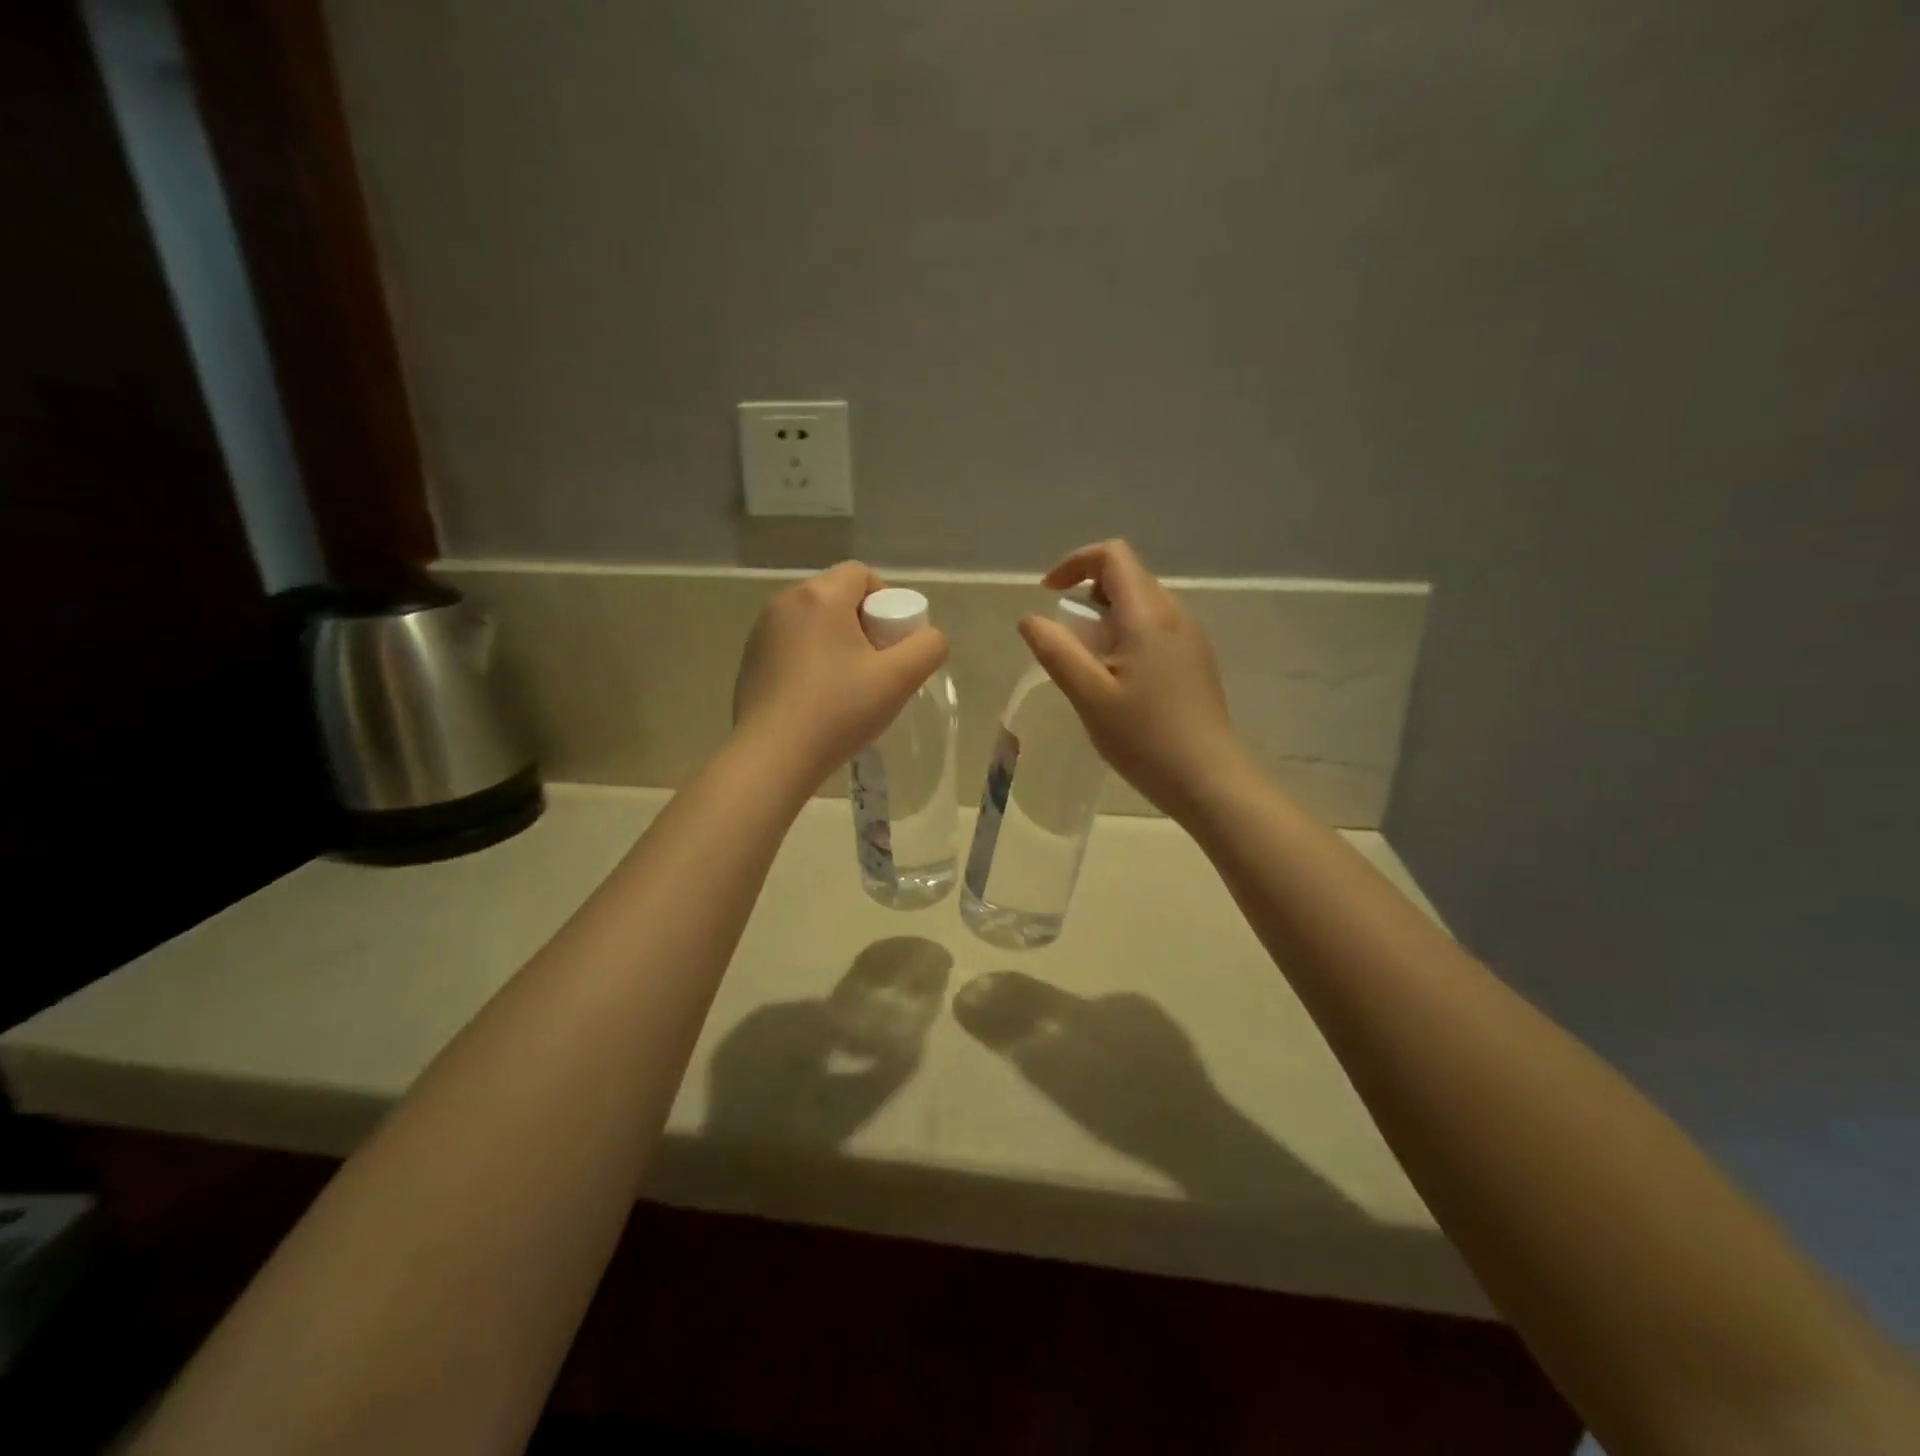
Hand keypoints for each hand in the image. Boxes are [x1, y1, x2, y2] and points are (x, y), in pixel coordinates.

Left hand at [734, 562, 948, 780]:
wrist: (772, 757)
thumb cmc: (838, 711)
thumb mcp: (899, 679)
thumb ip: (928, 648)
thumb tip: (928, 638)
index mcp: (820, 596)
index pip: (862, 574)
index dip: (887, 602)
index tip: (893, 643)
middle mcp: (785, 602)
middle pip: (837, 596)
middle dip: (863, 624)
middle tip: (876, 668)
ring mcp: (761, 632)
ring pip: (814, 623)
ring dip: (836, 643)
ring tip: (847, 687)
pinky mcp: (750, 660)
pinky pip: (791, 645)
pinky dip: (810, 661)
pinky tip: (817, 699)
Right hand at [1019, 540, 1248, 820]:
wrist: (1208, 779)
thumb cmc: (1144, 738)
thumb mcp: (1089, 696)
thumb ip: (1056, 651)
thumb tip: (1030, 618)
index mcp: (1148, 616)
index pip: (1113, 556)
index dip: (1075, 563)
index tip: (1048, 594)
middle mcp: (1175, 615)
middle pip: (1129, 577)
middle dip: (1089, 593)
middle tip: (1067, 638)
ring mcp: (1191, 638)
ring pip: (1143, 604)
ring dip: (1108, 617)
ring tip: (1090, 664)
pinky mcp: (1197, 661)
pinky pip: (1158, 629)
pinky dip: (1129, 635)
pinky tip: (1121, 681)